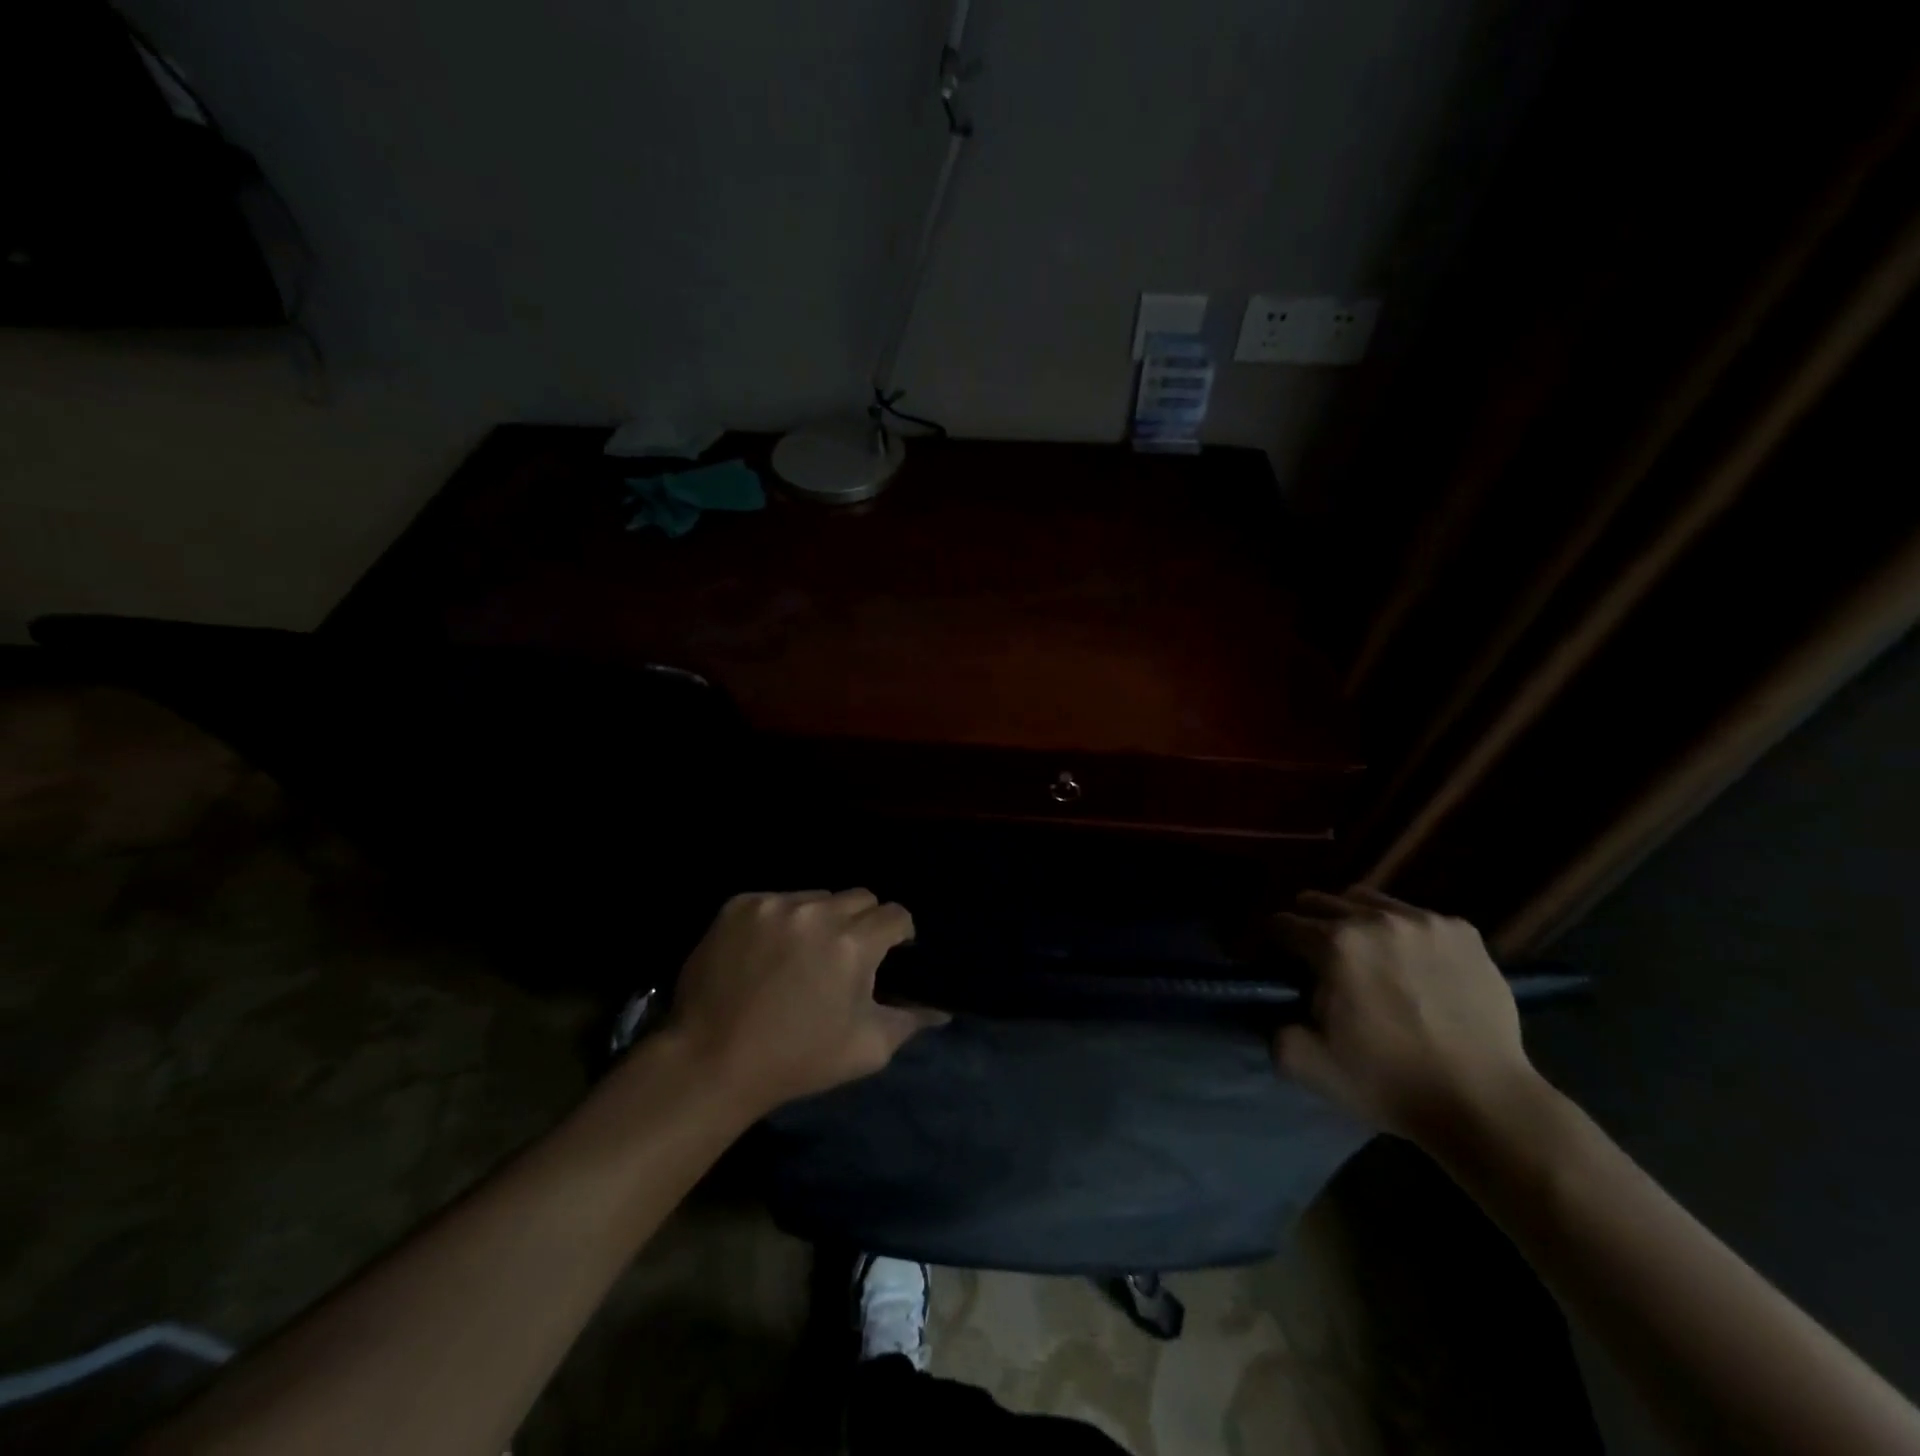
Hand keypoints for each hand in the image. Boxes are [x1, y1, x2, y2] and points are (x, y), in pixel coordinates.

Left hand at [664, 889, 945, 1115]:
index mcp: (853, 944)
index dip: (899, 934)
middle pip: (860, 897)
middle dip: (862, 922)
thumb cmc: (797, 1060)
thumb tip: (942, 1009)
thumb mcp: (865, 1049)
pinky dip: (780, 920)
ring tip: (802, 953)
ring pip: (817, 896)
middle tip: (846, 955)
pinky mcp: (739, 905)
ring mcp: (774, 904)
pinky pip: (776, 900)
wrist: (711, 1062)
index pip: (896, 914)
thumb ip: (910, 1021)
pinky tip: (767, 952)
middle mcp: (817, 912)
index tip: (891, 953)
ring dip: (820, 919)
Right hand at [1271, 888, 1538, 1143]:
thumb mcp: (1306, 1064)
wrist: (1484, 1102)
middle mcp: (1375, 919)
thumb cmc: (1389, 1082)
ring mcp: (1423, 921)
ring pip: (1368, 900)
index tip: (1280, 964)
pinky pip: (1415, 916)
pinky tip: (1411, 965)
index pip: (1282, 923)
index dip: (1274, 944)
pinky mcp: (1462, 932)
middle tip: (1317, 959)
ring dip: (1354, 920)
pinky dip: (1402, 932)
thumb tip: (1273, 1007)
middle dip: (1309, 924)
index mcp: (1334, 944)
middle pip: (1321, 901)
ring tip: (1364, 954)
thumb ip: (1273, 1028)